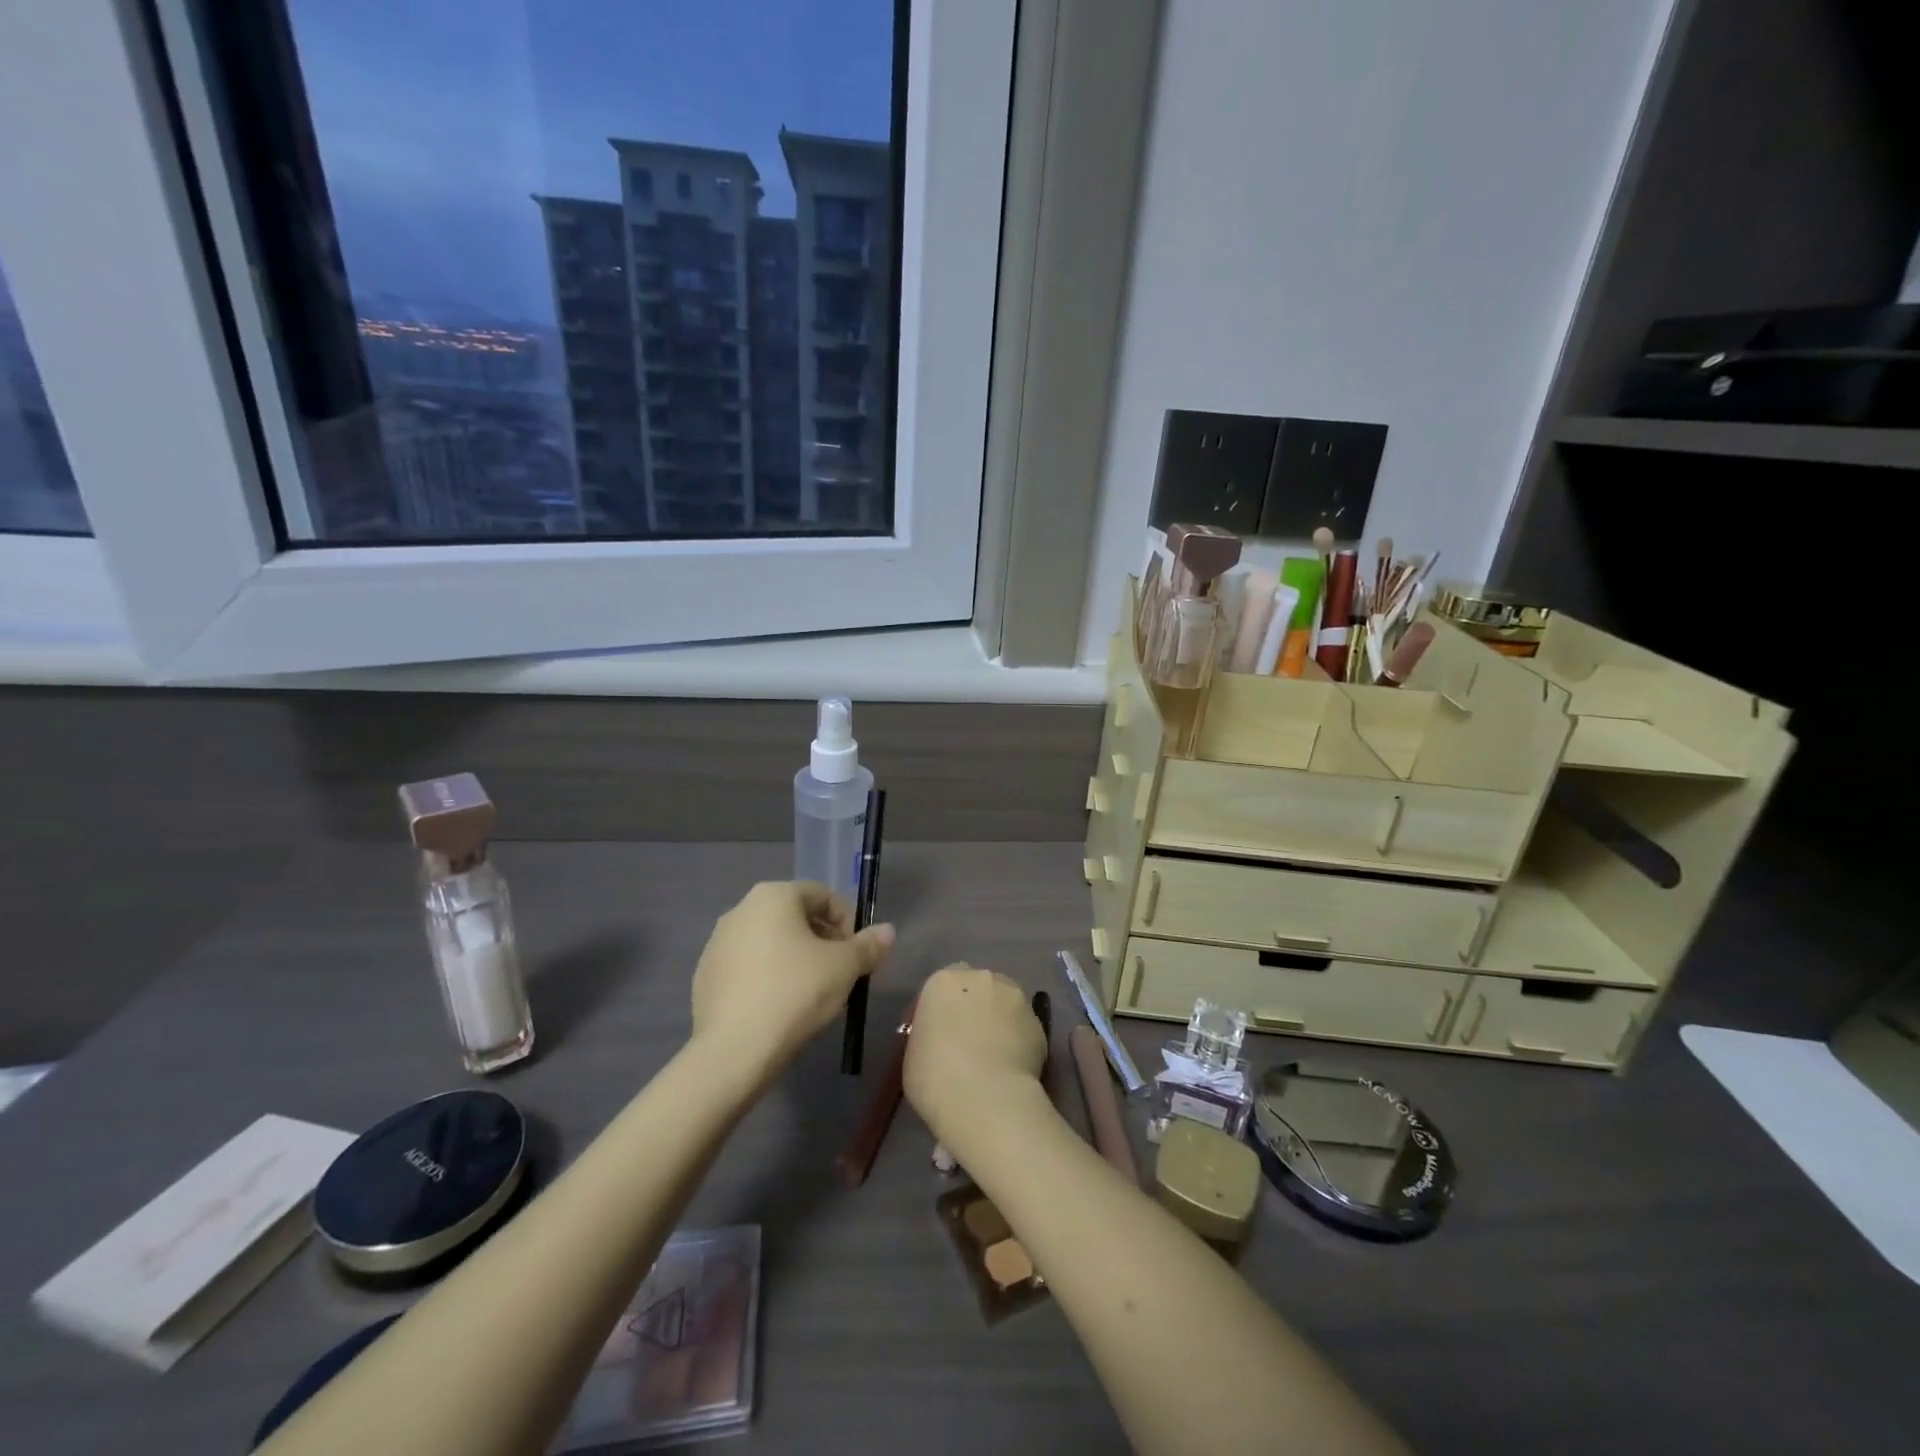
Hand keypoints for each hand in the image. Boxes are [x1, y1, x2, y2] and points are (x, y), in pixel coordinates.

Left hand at [691, 881, 893, 1081]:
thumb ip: (868, 945)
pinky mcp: (704, 977)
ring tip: (811, 993)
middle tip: (839, 973)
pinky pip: (747, 967)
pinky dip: (767, 977)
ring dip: (794, 958)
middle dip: (821, 939)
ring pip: (769, 942)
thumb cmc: (795, 993)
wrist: (734, 1051)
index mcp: (773, 896)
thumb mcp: (844, 968)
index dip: (846, 921)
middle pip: (794, 916)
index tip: (856, 953)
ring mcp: (717, 943)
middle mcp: (740, 909)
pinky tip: (779, 1007)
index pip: (822, 895)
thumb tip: (887, 931)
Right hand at [903, 964, 1046, 1146]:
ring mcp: (1014, 997)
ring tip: (996, 1054)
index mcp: (944, 982)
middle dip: (976, 1005)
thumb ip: (929, 1033)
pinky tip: (1013, 1067)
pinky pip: (1024, 1027)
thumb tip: (942, 1038)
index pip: (945, 982)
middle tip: (970, 1039)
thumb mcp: (913, 1053)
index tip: (943, 1030)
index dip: (946, 1005)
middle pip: (978, 985)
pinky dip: (1020, 1040)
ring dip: (1000, 1018)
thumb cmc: (935, 1078)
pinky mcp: (1039, 1022)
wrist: (984, 1100)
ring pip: (1006, 1001)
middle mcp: (981, 978)